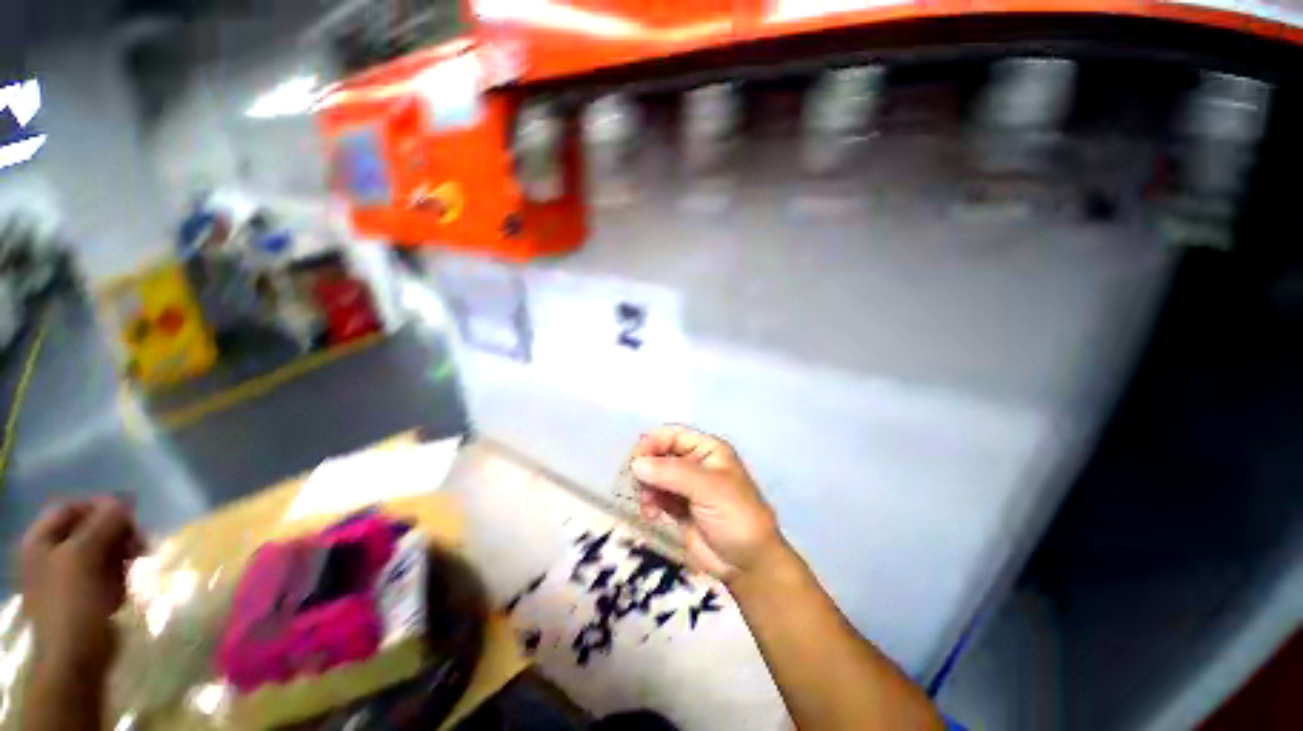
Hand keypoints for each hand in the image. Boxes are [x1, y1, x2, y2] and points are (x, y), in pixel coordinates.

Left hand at [19, 497, 143, 673]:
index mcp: (41, 540)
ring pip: (102, 551)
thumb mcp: (83, 557)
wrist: (76, 658)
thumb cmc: (72, 604)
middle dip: (117, 534)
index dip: (100, 508)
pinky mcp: (86, 593)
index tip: (129, 518)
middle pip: (89, 529)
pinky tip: (126, 587)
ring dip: (122, 554)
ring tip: (136, 565)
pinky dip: (120, 574)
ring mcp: (68, 576)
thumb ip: (102, 524)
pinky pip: (106, 572)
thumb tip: (123, 502)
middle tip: (139, 544)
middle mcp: (52, 553)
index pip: (72, 507)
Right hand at [631, 426, 783, 582]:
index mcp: (707, 449)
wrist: (748, 564)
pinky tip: (651, 515)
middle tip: (637, 485)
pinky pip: (656, 496)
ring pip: (655, 476)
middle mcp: (695, 463)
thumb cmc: (735, 516)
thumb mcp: (708, 488)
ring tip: (648, 505)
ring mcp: (685, 486)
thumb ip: (672, 473)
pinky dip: (649, 502)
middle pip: (660, 454)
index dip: (652, 443)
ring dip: (646, 488)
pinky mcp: (678, 507)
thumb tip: (636, 463)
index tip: (635, 460)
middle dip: (647, 468)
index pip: (673, 435)